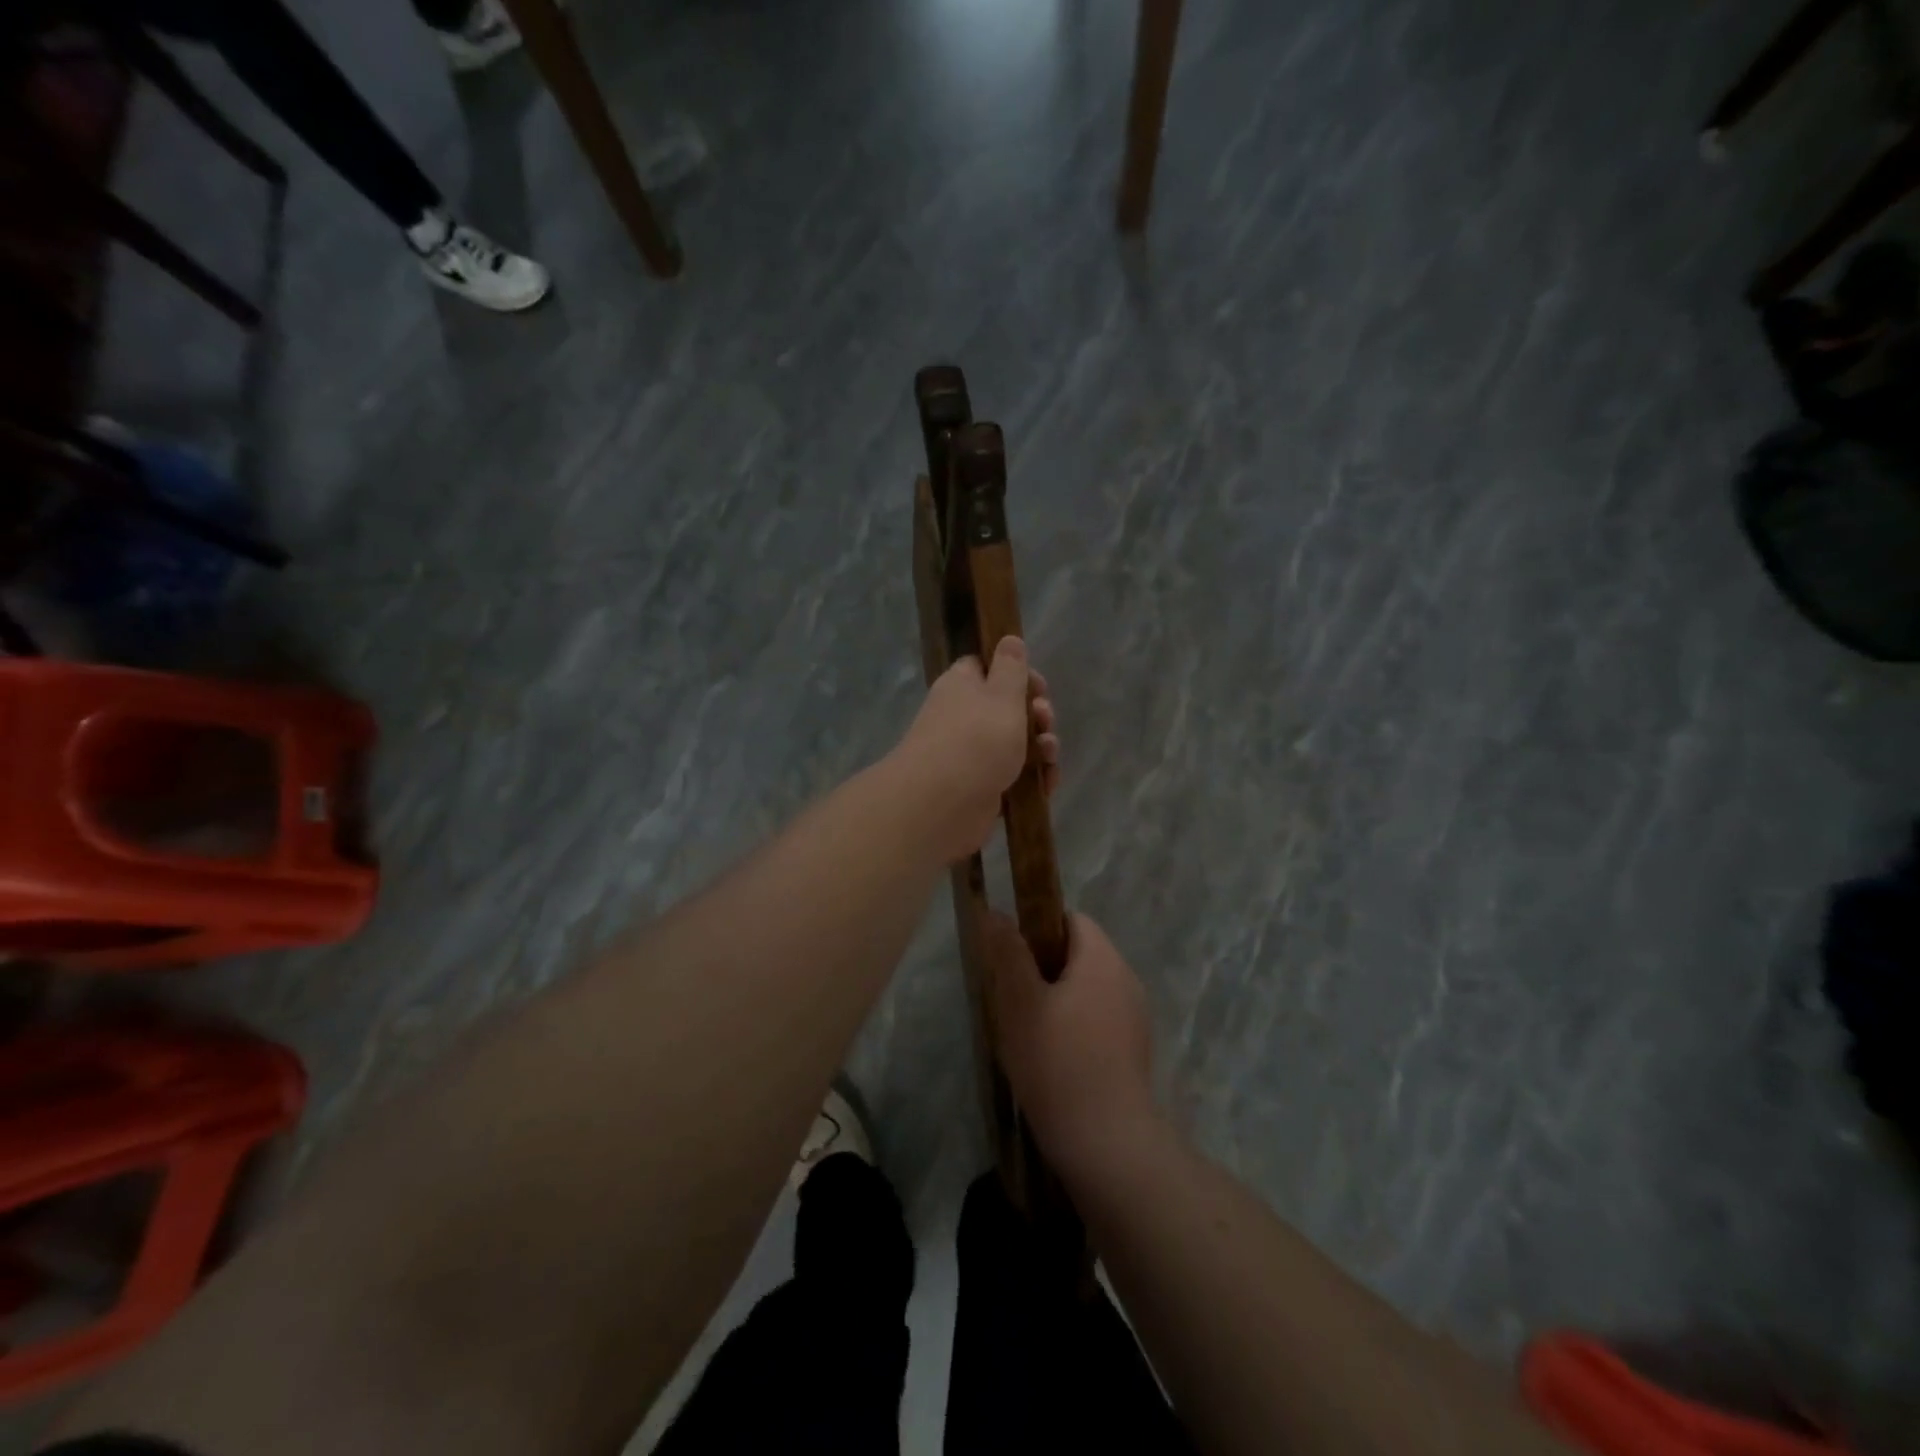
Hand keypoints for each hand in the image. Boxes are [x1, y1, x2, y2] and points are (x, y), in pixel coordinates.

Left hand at [891, 638, 1058, 862]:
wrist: (942, 805)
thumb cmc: (976, 740)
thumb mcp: (1002, 695)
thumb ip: (1011, 668)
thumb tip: (1009, 639)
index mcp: (962, 686)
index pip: (986, 668)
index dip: (1017, 675)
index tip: (1038, 688)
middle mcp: (962, 717)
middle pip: (1007, 709)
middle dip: (1035, 716)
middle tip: (1044, 723)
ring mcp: (969, 754)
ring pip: (1014, 745)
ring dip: (1040, 749)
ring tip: (1049, 758)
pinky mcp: (979, 787)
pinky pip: (1012, 777)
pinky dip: (1031, 779)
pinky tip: (1047, 785)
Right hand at [984, 911, 1159, 1177]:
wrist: (1106, 1143)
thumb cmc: (1057, 1063)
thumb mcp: (1020, 1002)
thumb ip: (1008, 953)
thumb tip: (996, 912)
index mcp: (1103, 959)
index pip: (1071, 919)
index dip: (1037, 928)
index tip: (1012, 958)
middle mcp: (1127, 978)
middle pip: (1081, 953)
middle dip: (1044, 967)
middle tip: (1013, 998)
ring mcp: (1136, 1015)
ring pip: (1089, 988)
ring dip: (1059, 998)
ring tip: (1029, 1030)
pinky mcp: (1135, 1048)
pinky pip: (1100, 1017)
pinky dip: (1077, 1024)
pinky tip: (1055, 1057)